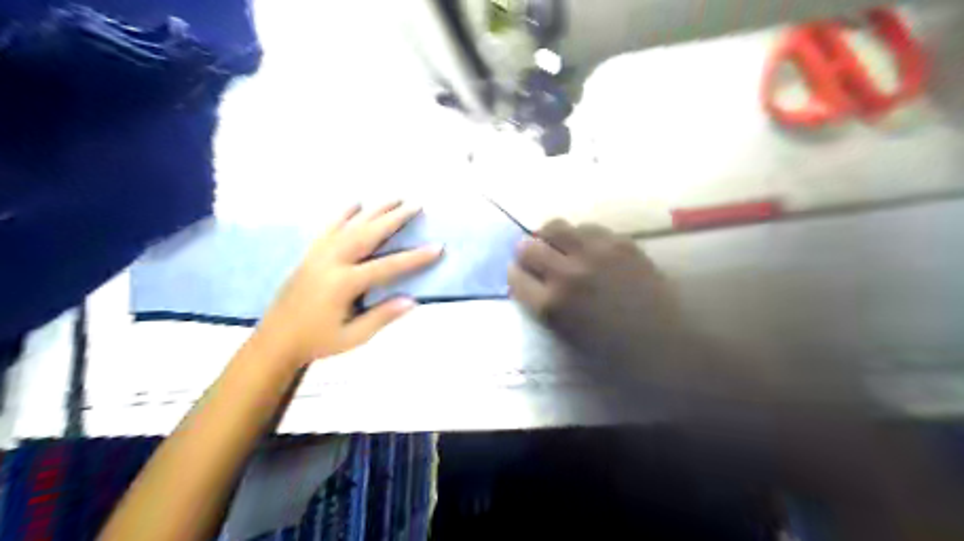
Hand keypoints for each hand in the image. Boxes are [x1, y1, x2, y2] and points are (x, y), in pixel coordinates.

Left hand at [252, 204, 438, 370]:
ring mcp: (319, 254)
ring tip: (394, 198)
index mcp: (344, 284)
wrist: (276, 339)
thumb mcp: (353, 336)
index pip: (387, 267)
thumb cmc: (317, 340)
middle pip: (368, 234)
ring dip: (374, 210)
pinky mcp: (311, 253)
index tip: (437, 247)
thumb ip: (382, 316)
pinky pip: (329, 227)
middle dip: (394, 218)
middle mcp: (332, 261)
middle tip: (415, 205)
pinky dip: (343, 213)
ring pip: (351, 225)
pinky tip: (355, 203)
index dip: (415, 258)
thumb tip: (412, 300)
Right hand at [508, 220, 680, 371]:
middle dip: (526, 252)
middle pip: (528, 246)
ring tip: (562, 247)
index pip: (515, 277)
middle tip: (535, 256)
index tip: (520, 273)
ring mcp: (595, 254)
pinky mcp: (621, 244)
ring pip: (556, 226)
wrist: (666, 346)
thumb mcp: (566, 336)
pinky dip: (582, 236)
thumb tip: (531, 280)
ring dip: (552, 237)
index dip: (515, 274)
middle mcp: (568, 274)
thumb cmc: (613, 353)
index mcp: (552, 306)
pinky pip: (589, 228)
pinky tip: (590, 248)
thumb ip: (543, 305)